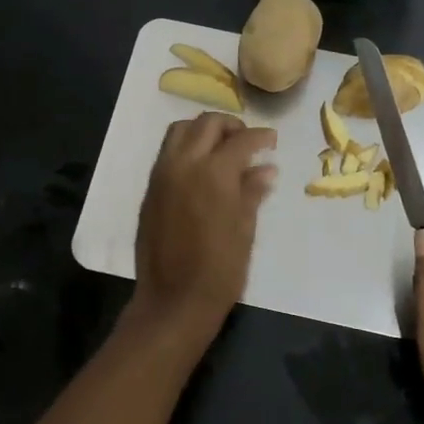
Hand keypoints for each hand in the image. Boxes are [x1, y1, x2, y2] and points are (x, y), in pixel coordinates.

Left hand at [129, 112, 277, 348]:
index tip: (272, 140)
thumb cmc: (220, 269)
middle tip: (247, 141)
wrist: (173, 300)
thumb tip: (266, 168)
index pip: (241, 140)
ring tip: (221, 147)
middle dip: (231, 125)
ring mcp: (162, 174)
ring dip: (203, 130)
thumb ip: (253, 191)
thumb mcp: (245, 229)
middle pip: (207, 123)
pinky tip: (201, 166)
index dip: (261, 136)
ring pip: (180, 130)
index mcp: (214, 173)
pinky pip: (167, 152)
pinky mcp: (150, 188)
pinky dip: (186, 146)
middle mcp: (184, 163)